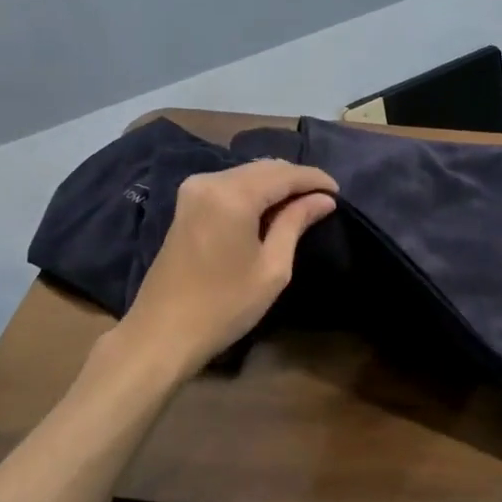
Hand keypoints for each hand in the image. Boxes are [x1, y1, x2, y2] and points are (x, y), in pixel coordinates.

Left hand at [119, 159, 337, 372]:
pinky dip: (255, 191)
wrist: (162, 333)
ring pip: (247, 174)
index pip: (284, 174)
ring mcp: (193, 190)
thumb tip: (323, 199)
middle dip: (296, 179)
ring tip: (303, 204)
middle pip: (264, 168)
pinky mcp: (187, 204)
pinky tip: (271, 209)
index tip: (339, 192)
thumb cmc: (225, 305)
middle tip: (324, 199)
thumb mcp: (272, 268)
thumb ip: (296, 223)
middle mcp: (210, 181)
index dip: (314, 180)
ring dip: (276, 184)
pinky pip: (230, 185)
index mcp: (232, 195)